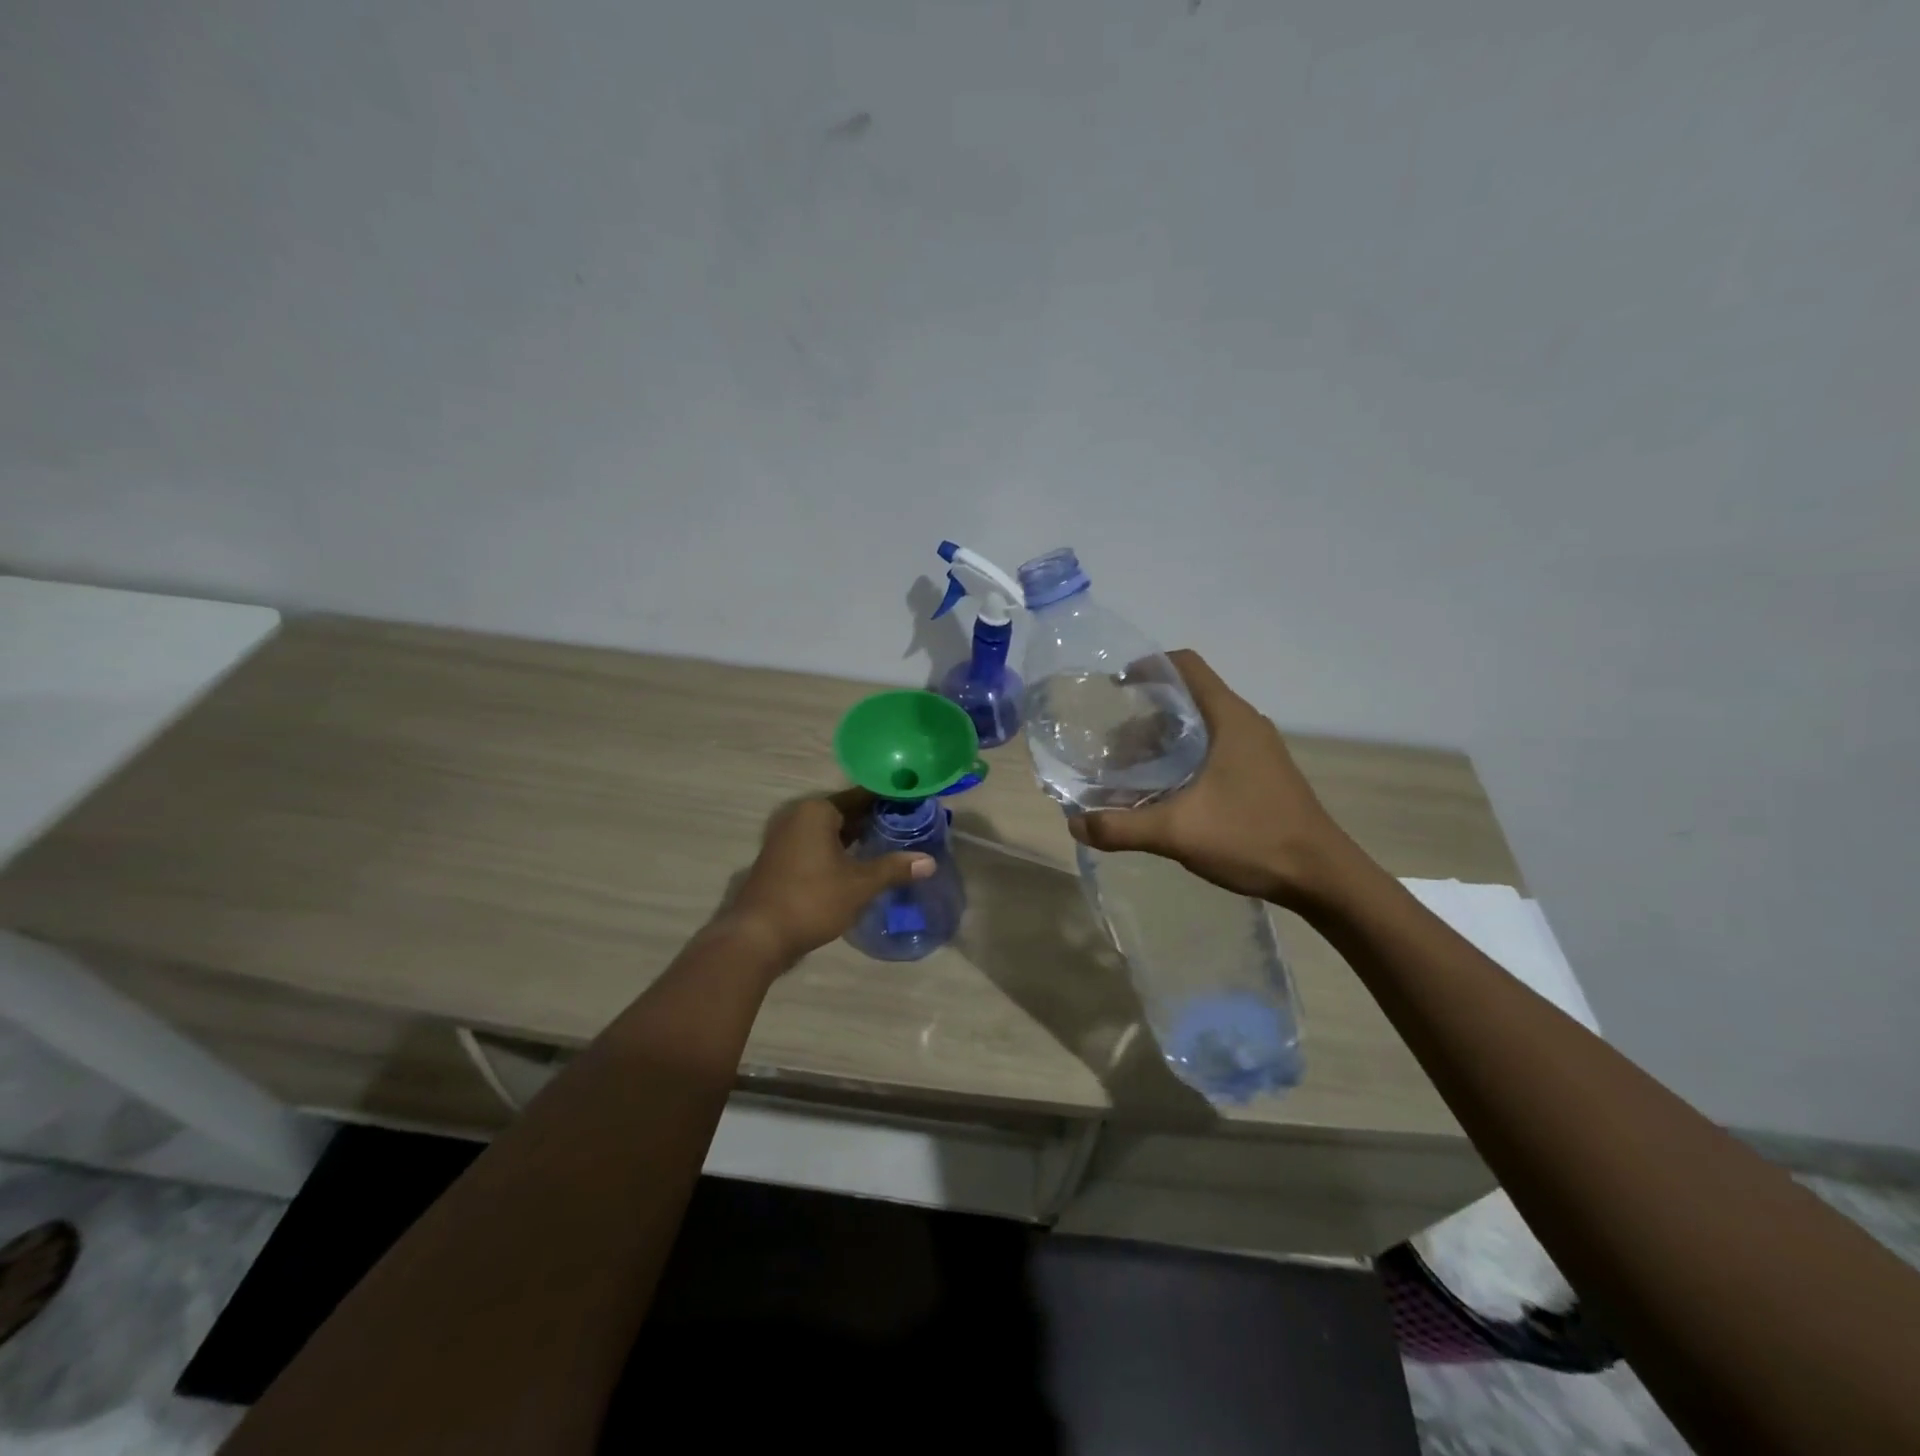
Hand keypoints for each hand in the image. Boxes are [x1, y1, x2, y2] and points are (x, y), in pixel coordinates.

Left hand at [723, 789, 934, 968]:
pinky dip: (840, 851)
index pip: (862, 796)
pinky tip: (862, 864)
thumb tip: (929, 862)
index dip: (890, 801)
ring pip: (832, 831)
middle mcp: (799, 816)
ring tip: (893, 845)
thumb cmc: (812, 900)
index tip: (916, 805)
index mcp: (817, 811)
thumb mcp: (859, 885)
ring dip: (858, 838)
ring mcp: (786, 838)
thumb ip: (894, 868)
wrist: (758, 937)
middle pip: (846, 812)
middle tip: (911, 827)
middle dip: (876, 820)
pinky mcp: (782, 860)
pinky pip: (819, 846)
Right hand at [1068, 650, 1357, 909]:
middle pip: (1188, 696)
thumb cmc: (1252, 837)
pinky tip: (1163, 791)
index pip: (1185, 665)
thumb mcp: (1178, 831)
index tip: (1113, 686)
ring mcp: (1256, 749)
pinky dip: (1182, 758)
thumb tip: (1074, 825)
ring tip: (1127, 769)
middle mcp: (1244, 724)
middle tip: (1110, 741)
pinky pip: (1213, 749)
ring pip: (1200, 726)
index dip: (1147, 667)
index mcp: (1229, 718)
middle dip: (1144, 713)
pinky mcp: (1260, 773)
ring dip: (1162, 740)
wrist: (1321, 876)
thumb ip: (1121, 826)